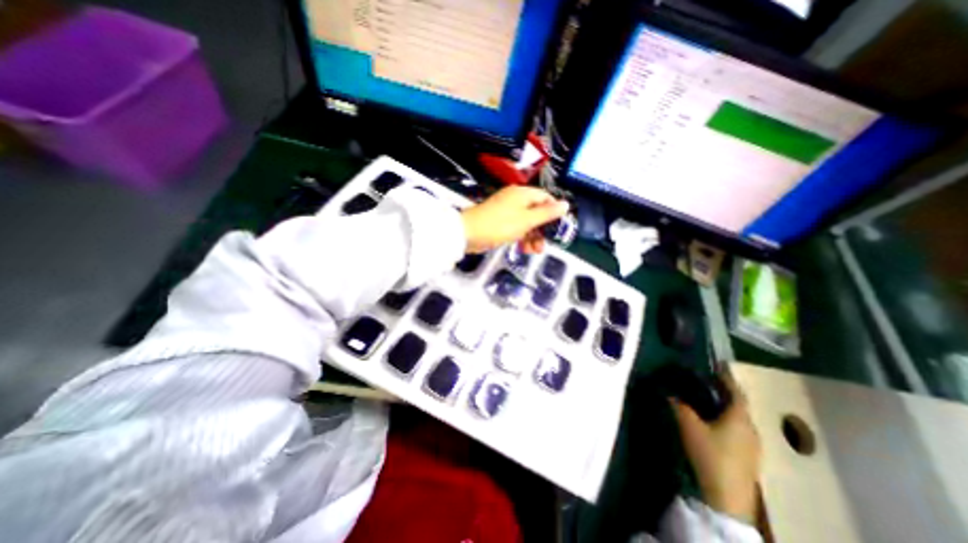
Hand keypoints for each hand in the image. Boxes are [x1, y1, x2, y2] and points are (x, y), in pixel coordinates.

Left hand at [458, 186, 568, 253]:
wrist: (468, 234)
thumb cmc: (499, 225)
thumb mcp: (526, 220)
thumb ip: (546, 213)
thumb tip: (565, 204)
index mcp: (522, 194)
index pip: (545, 198)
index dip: (554, 211)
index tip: (559, 227)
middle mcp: (515, 199)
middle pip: (536, 212)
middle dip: (542, 230)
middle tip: (544, 245)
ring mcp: (506, 211)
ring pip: (526, 222)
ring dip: (532, 237)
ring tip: (533, 251)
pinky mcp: (499, 221)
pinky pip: (515, 227)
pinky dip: (521, 237)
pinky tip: (523, 249)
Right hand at [671, 370, 760, 524]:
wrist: (727, 499)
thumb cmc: (710, 455)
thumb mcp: (688, 425)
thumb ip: (678, 405)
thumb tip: (667, 390)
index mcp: (740, 418)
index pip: (735, 391)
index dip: (726, 377)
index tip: (717, 364)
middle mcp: (751, 429)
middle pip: (738, 404)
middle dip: (723, 391)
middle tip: (705, 380)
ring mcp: (752, 445)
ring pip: (737, 418)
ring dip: (723, 406)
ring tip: (705, 398)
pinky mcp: (747, 457)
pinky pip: (737, 429)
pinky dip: (725, 419)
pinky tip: (712, 423)